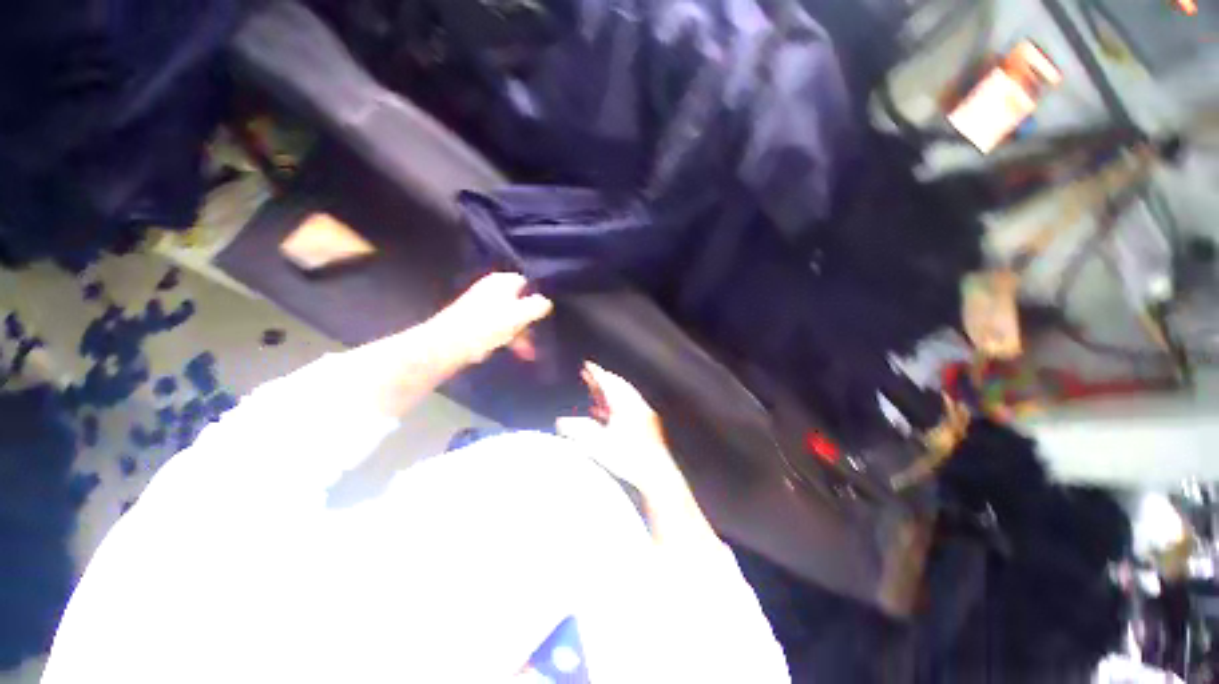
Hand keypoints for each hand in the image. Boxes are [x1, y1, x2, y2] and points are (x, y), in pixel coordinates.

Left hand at [435, 273, 552, 364]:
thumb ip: (537, 306)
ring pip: (509, 318)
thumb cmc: (488, 324)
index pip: (526, 283)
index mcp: (502, 282)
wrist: (450, 343)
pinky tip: (513, 351)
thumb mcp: (520, 314)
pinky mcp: (475, 322)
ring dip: (521, 334)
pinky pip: (498, 328)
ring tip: (528, 353)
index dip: (536, 298)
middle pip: (519, 302)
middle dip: (529, 322)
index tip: (544, 315)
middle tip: (537, 337)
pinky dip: (507, 338)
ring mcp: (482, 306)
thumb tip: (547, 302)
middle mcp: (492, 290)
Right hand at [556, 362, 683, 496]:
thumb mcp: (598, 444)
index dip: (596, 372)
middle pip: (617, 385)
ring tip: (595, 392)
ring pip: (623, 395)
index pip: (608, 382)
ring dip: (608, 391)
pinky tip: (607, 413)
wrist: (656, 473)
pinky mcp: (647, 423)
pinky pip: (628, 405)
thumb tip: (561, 422)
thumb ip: (578, 431)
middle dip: (602, 379)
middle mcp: (635, 404)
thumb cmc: (628, 458)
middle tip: (589, 375)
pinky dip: (616, 404)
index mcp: (624, 404)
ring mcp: (643, 413)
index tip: (587, 365)